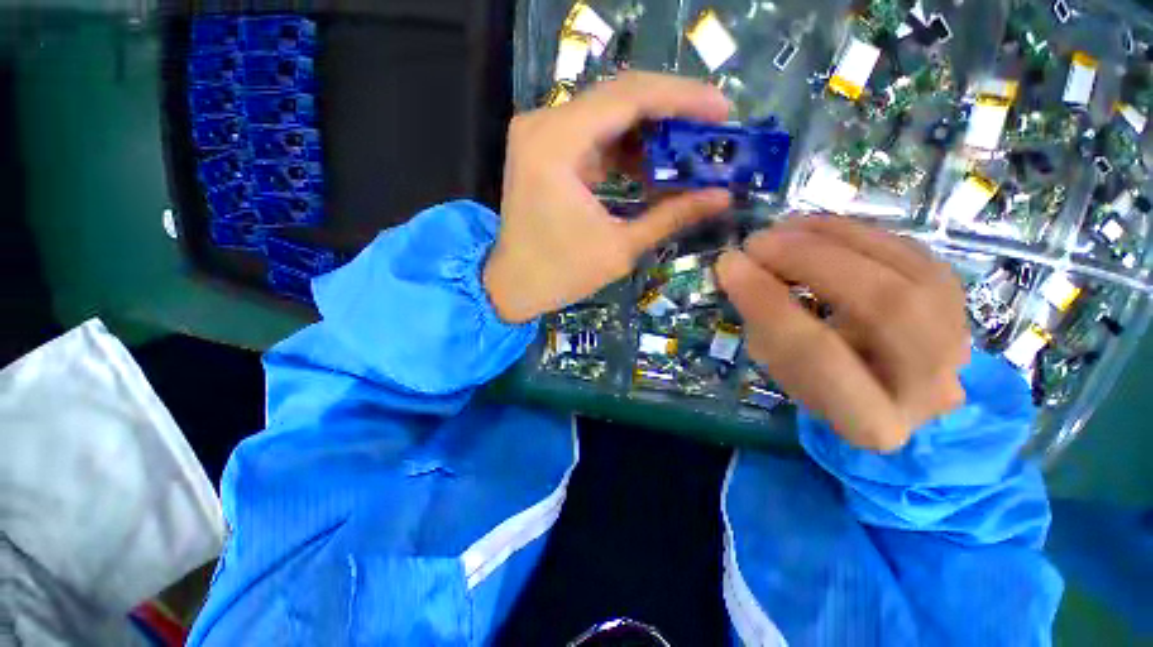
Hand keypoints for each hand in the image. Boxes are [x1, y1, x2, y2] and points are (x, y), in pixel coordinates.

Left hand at [484, 72, 732, 322]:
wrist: (513, 286)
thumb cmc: (560, 274)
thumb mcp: (620, 247)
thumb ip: (671, 216)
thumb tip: (723, 196)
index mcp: (556, 143)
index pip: (630, 96)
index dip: (683, 98)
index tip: (723, 111)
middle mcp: (544, 124)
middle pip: (620, 97)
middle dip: (671, 112)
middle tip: (713, 130)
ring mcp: (542, 135)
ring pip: (609, 115)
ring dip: (651, 132)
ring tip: (689, 152)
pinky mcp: (546, 151)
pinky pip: (595, 136)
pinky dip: (627, 149)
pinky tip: (653, 167)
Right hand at [717, 217, 970, 451]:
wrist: (892, 392)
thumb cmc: (823, 387)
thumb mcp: (781, 371)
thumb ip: (764, 324)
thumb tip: (740, 268)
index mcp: (870, 421)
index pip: (817, 356)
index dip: (768, 303)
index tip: (730, 266)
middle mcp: (928, 384)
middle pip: (883, 307)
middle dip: (811, 261)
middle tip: (758, 242)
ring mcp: (956, 337)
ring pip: (907, 272)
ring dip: (835, 239)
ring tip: (782, 229)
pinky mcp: (957, 300)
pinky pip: (911, 252)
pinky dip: (857, 233)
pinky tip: (816, 228)